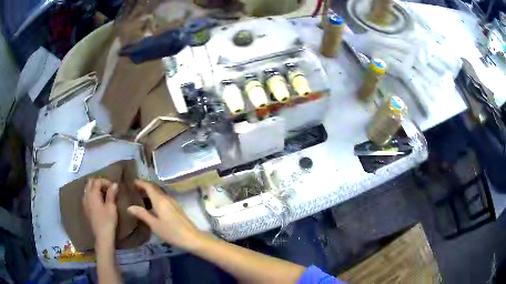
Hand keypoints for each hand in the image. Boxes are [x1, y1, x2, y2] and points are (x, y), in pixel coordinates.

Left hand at [83, 178, 118, 247]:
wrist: (102, 236)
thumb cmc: (108, 221)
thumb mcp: (111, 207)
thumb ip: (111, 194)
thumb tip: (114, 184)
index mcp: (93, 194)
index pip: (97, 181)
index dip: (105, 181)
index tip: (114, 187)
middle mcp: (86, 196)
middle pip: (90, 182)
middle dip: (98, 182)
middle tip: (108, 188)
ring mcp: (84, 202)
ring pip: (87, 188)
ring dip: (94, 188)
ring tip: (103, 194)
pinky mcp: (85, 209)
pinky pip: (86, 195)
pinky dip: (91, 194)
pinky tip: (98, 201)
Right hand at [127, 180, 202, 250]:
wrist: (191, 238)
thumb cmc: (171, 232)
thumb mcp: (154, 224)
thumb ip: (142, 214)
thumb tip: (129, 207)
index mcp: (160, 200)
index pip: (149, 186)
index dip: (140, 182)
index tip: (131, 181)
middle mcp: (167, 198)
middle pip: (154, 188)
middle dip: (144, 186)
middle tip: (133, 189)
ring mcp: (173, 202)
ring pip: (159, 193)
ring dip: (150, 192)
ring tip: (140, 197)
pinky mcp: (176, 208)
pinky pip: (163, 198)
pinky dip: (155, 198)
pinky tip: (151, 206)